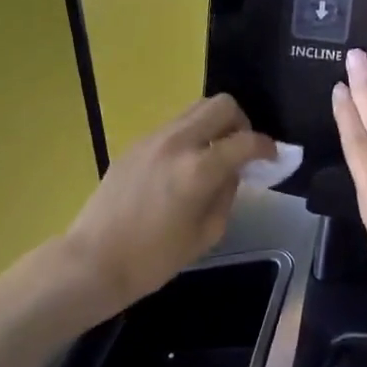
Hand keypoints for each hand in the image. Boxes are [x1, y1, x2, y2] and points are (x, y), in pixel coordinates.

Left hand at [62, 94, 275, 312]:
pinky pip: (173, 126)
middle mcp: (177, 142)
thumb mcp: (205, 234)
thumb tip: (233, 172)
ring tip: (214, 156)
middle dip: (241, 123)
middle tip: (241, 150)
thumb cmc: (154, 259)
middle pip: (221, 105)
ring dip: (213, 125)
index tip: (273, 157)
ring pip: (195, 109)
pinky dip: (190, 136)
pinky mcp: (135, 144)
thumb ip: (226, 195)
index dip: (266, 147)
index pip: (245, 141)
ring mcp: (152, 139)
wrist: (94, 260)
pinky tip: (185, 166)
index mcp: (198, 169)